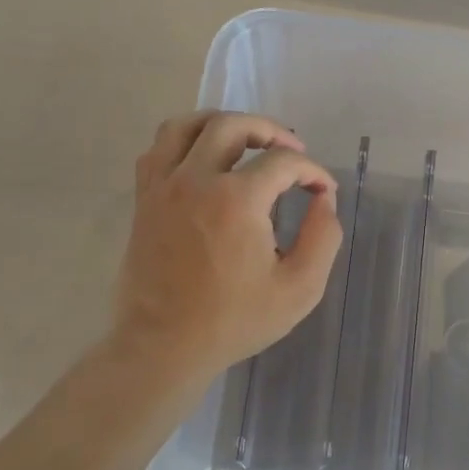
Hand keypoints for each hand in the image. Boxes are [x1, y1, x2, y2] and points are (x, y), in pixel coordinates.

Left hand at [110, 111, 342, 379]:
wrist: (164, 346)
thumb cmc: (234, 321)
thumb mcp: (299, 288)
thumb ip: (324, 237)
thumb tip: (323, 199)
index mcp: (237, 200)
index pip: (283, 162)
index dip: (311, 170)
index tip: (323, 190)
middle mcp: (196, 180)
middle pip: (233, 126)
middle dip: (271, 131)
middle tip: (292, 150)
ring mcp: (163, 187)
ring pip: (187, 126)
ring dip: (222, 123)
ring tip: (246, 140)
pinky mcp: (144, 200)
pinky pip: (158, 149)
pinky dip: (183, 141)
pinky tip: (202, 158)